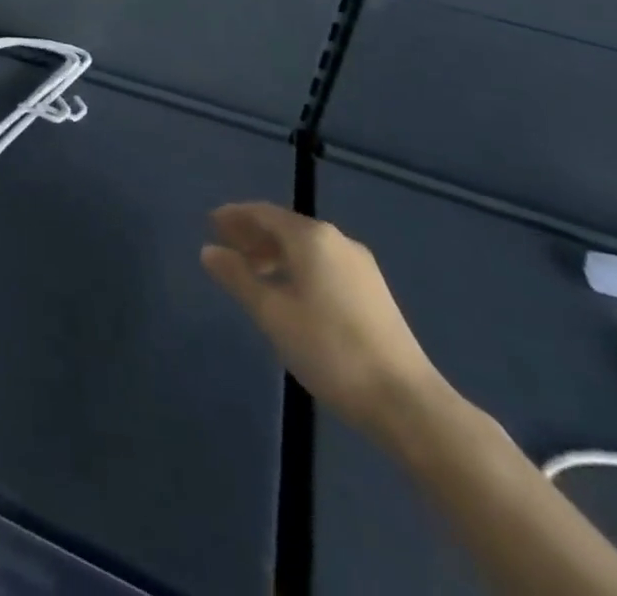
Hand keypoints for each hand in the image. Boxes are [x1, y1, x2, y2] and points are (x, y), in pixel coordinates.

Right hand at [202, 202, 449, 443]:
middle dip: (253, 234)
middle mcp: (337, 240)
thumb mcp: (272, 313)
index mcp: (311, 238)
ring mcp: (360, 266)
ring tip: (252, 274)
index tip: (210, 224)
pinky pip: (324, 264)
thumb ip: (237, 277)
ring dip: (275, 253)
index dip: (234, 216)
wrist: (407, 402)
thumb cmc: (330, 350)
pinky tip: (289, 293)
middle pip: (286, 227)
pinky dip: (297, 267)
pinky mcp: (374, 292)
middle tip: (225, 249)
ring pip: (306, 248)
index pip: (263, 213)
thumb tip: (209, 250)